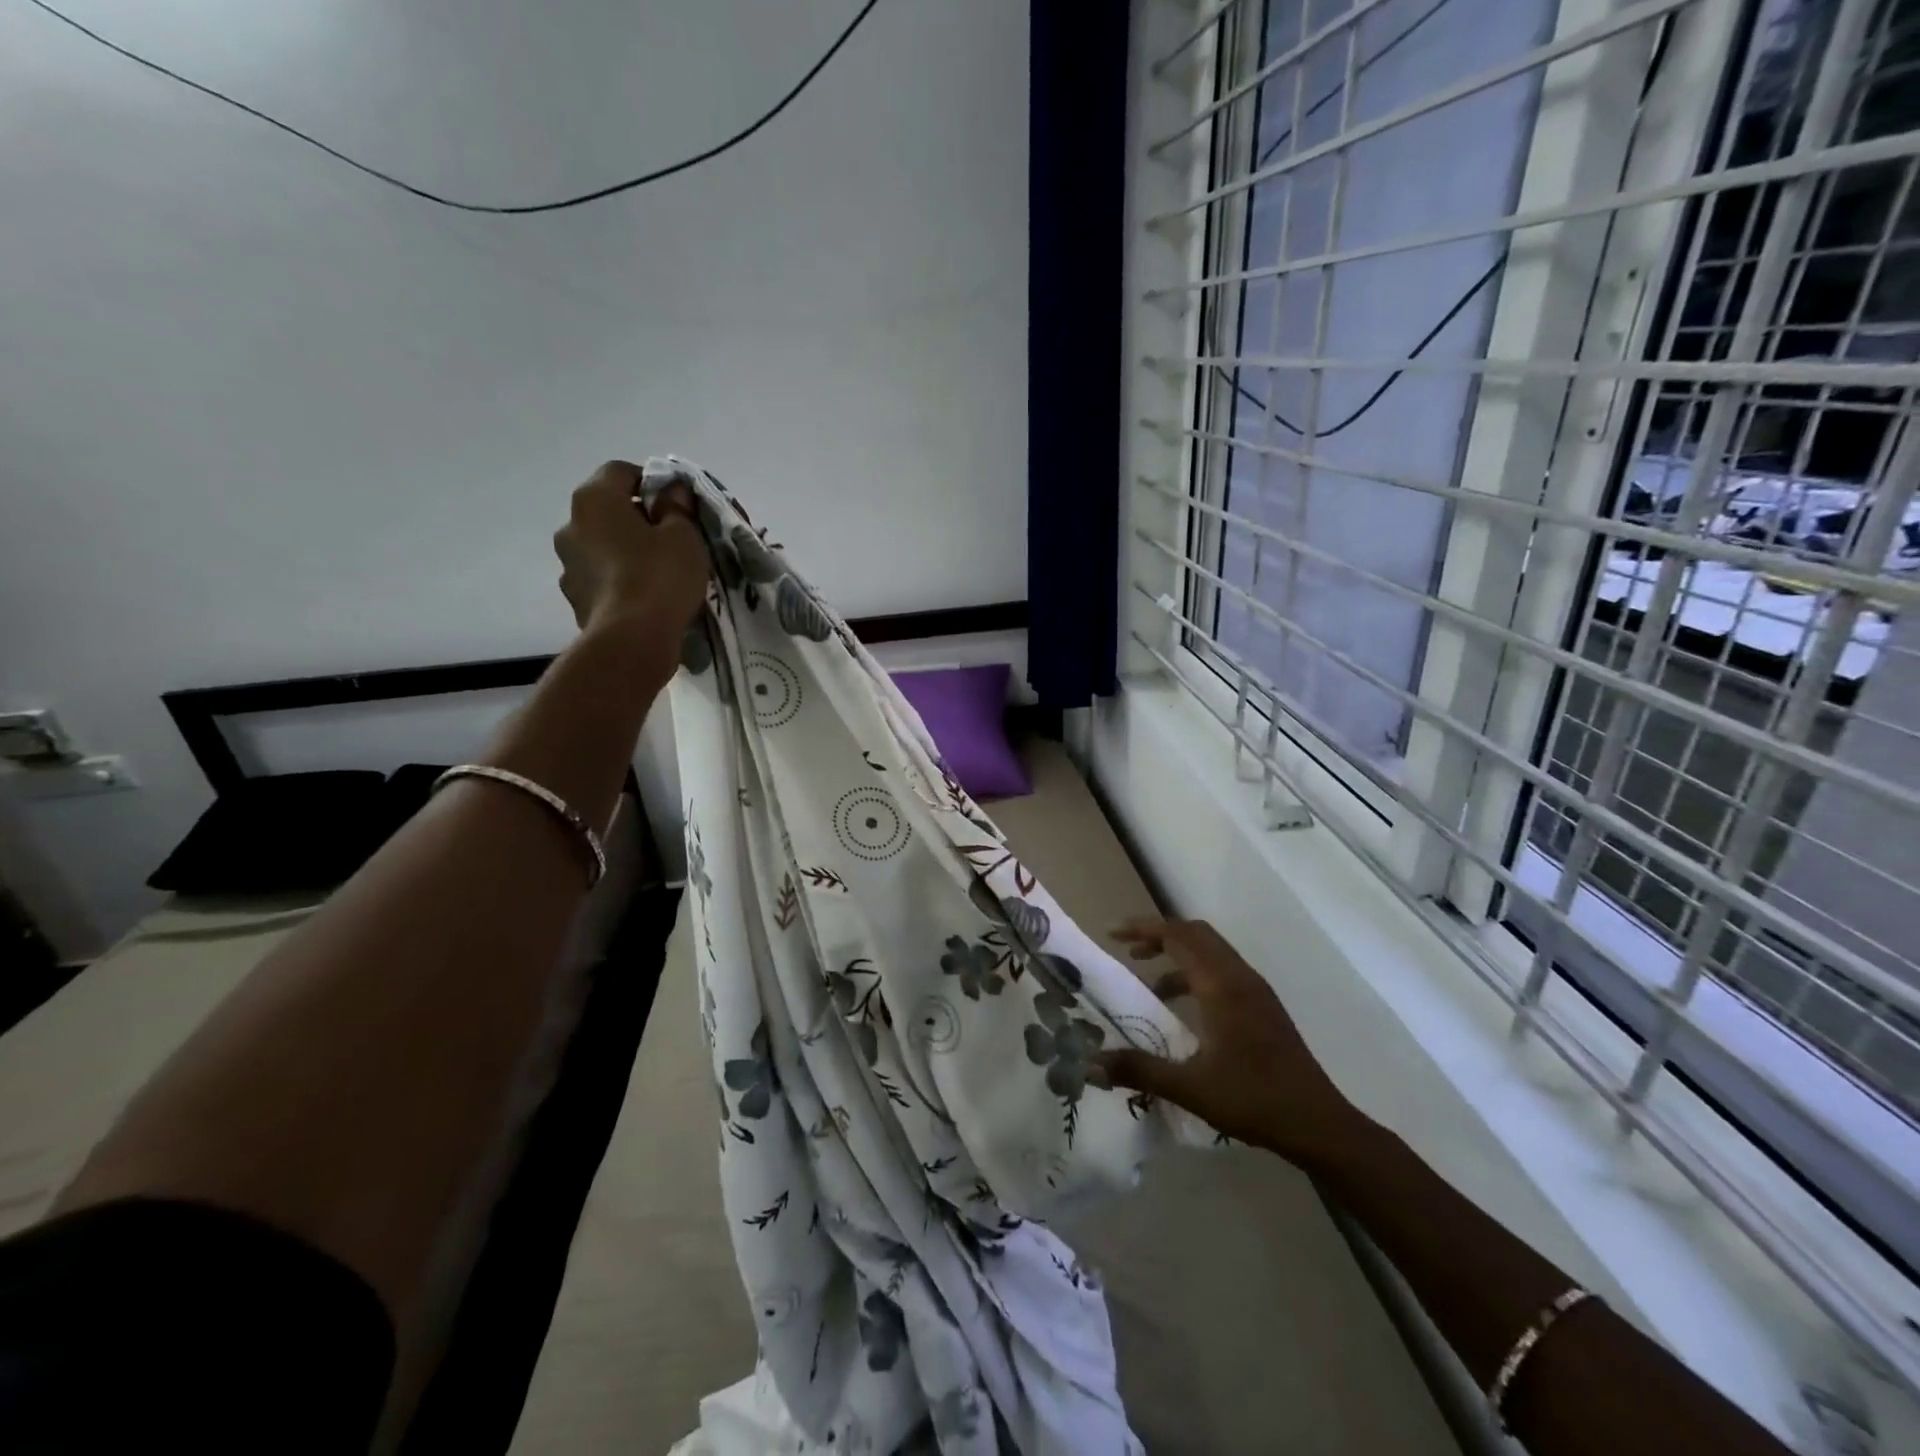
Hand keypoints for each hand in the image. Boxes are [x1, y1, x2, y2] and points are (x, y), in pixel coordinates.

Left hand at [554, 461, 708, 636]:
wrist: (632, 639)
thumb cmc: (660, 576)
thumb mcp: (684, 536)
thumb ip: (677, 508)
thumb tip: (671, 492)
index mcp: (594, 499)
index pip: (620, 471)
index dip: (651, 482)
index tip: (675, 504)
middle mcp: (570, 525)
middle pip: (607, 510)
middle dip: (636, 519)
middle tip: (670, 539)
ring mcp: (567, 565)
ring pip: (601, 547)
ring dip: (624, 552)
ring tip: (657, 573)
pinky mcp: (575, 599)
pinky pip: (600, 579)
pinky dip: (619, 581)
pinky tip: (643, 598)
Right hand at [1094, 918, 1368, 1171]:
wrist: (1318, 1124)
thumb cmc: (1253, 1099)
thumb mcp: (1190, 1087)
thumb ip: (1138, 1070)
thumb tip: (1089, 1064)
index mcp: (1222, 985)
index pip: (1178, 936)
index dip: (1143, 929)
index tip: (1112, 934)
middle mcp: (1240, 977)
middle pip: (1196, 934)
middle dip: (1159, 935)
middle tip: (1127, 950)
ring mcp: (1256, 991)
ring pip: (1212, 952)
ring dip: (1178, 955)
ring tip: (1149, 982)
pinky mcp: (1264, 1008)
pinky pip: (1223, 971)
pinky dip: (1196, 974)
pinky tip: (1184, 1010)